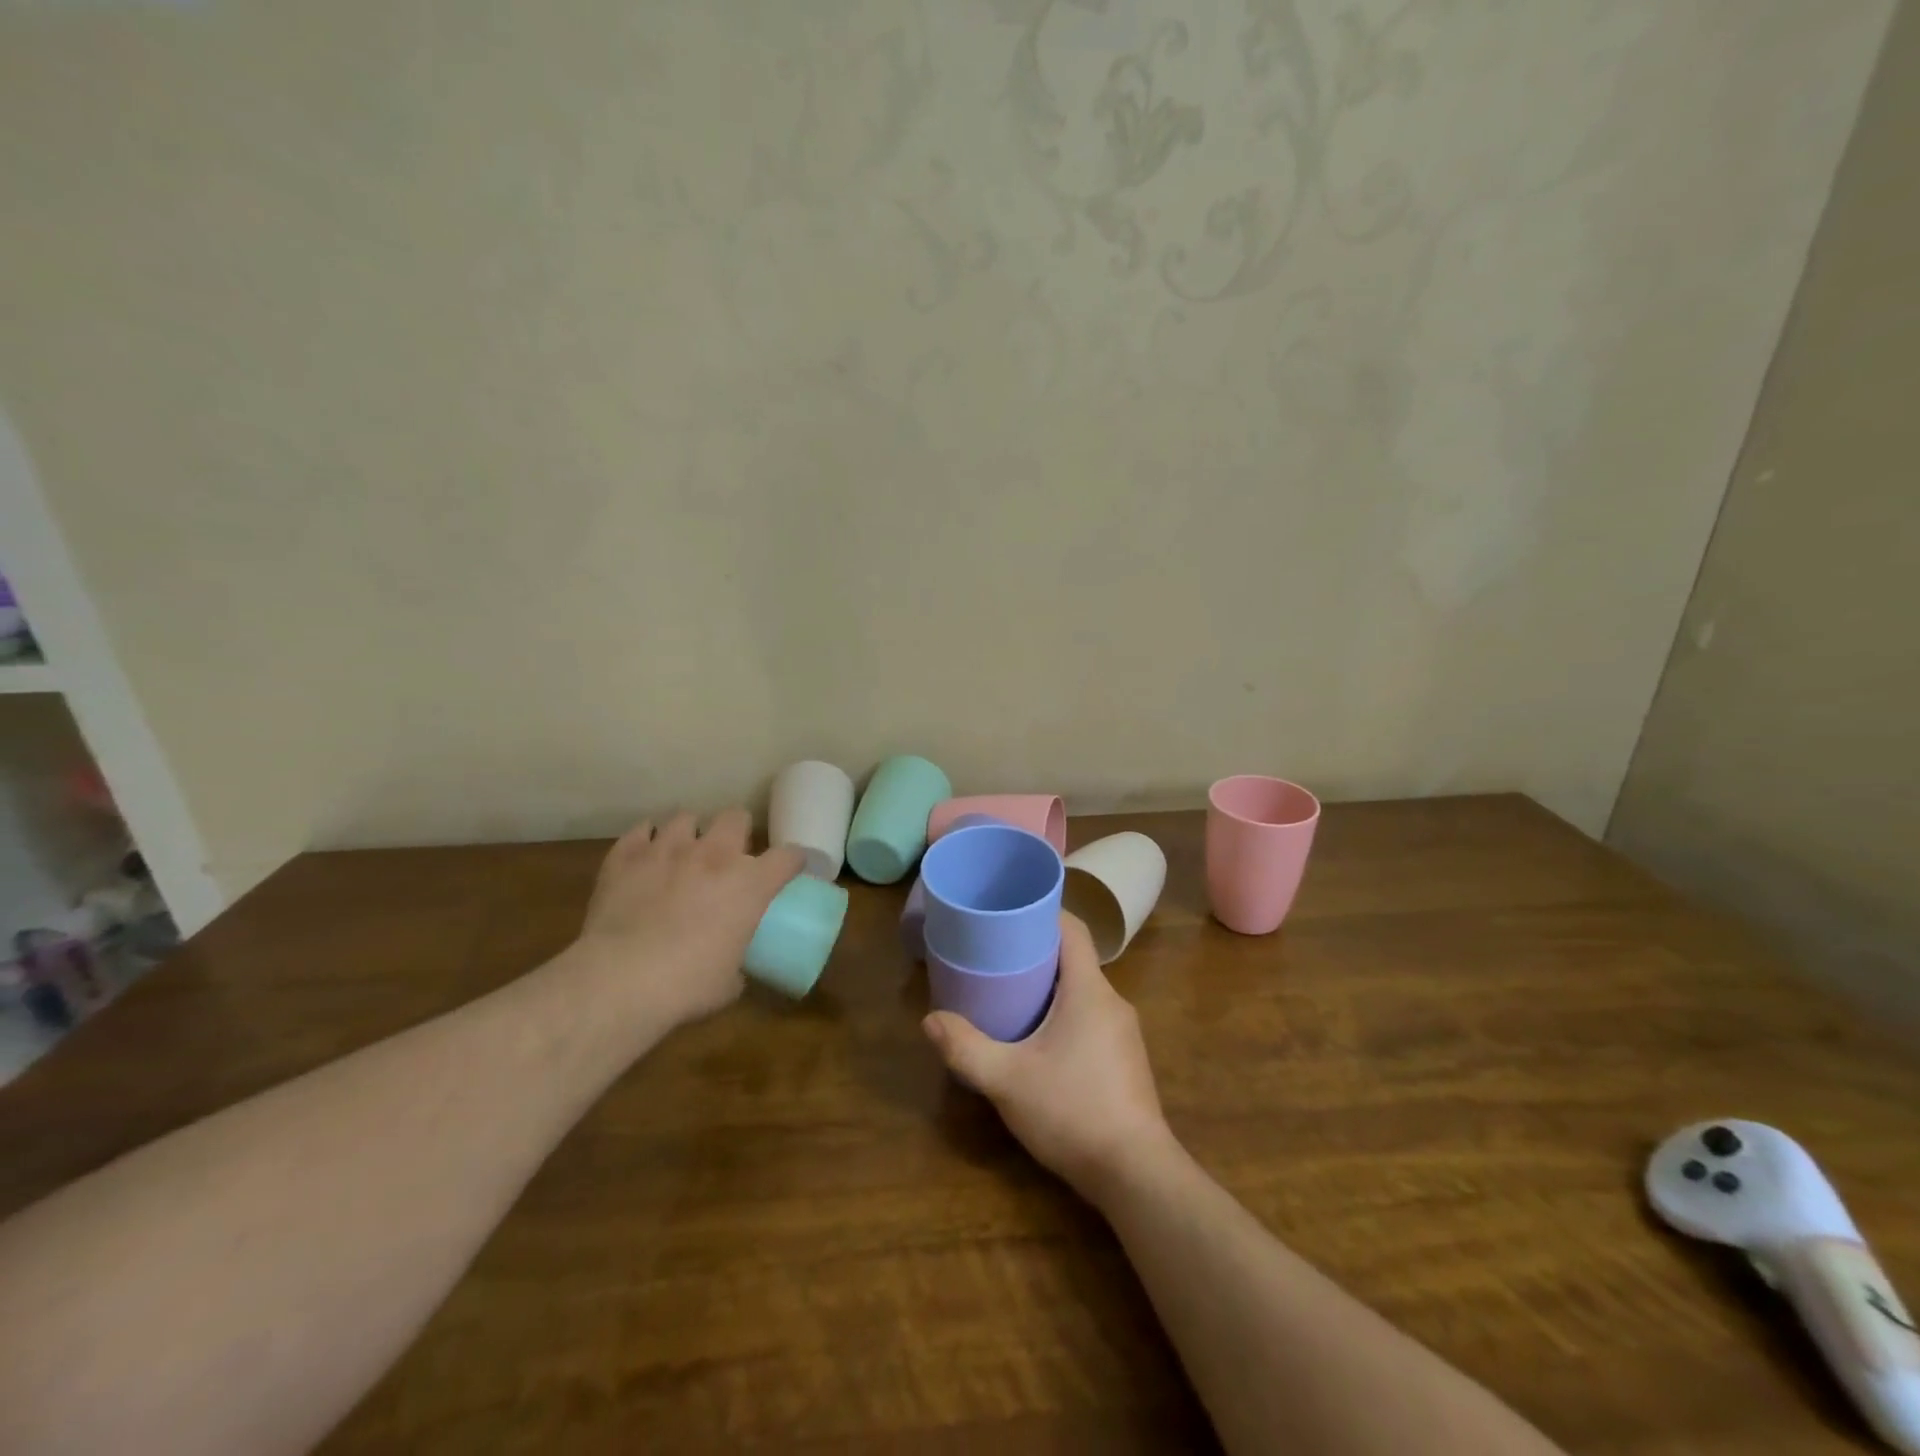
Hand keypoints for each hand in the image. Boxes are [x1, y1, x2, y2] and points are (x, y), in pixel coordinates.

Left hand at [575, 808, 803, 1029]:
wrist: (620, 980)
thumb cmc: (687, 985)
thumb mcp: (729, 983)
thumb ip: (738, 963)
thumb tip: (734, 968)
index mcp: (750, 884)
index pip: (787, 856)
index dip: (791, 861)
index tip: (786, 871)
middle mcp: (713, 855)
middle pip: (736, 817)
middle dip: (736, 831)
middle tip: (728, 856)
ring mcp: (667, 849)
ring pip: (685, 818)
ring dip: (689, 834)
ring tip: (682, 853)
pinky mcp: (626, 856)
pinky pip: (640, 831)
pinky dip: (644, 841)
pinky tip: (644, 856)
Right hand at [922, 913, 1174, 1197]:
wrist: (1136, 1174)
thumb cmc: (1072, 1111)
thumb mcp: (1007, 1080)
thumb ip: (965, 1048)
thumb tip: (930, 1019)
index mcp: (1089, 990)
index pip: (1074, 930)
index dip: (1044, 914)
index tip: (1011, 914)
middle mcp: (1112, 1001)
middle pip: (1075, 959)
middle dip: (1037, 953)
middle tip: (996, 957)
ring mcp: (1124, 1032)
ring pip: (1083, 991)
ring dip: (1050, 987)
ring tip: (1011, 995)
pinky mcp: (1126, 1059)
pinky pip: (1092, 1017)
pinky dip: (1065, 1014)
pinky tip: (1040, 1040)